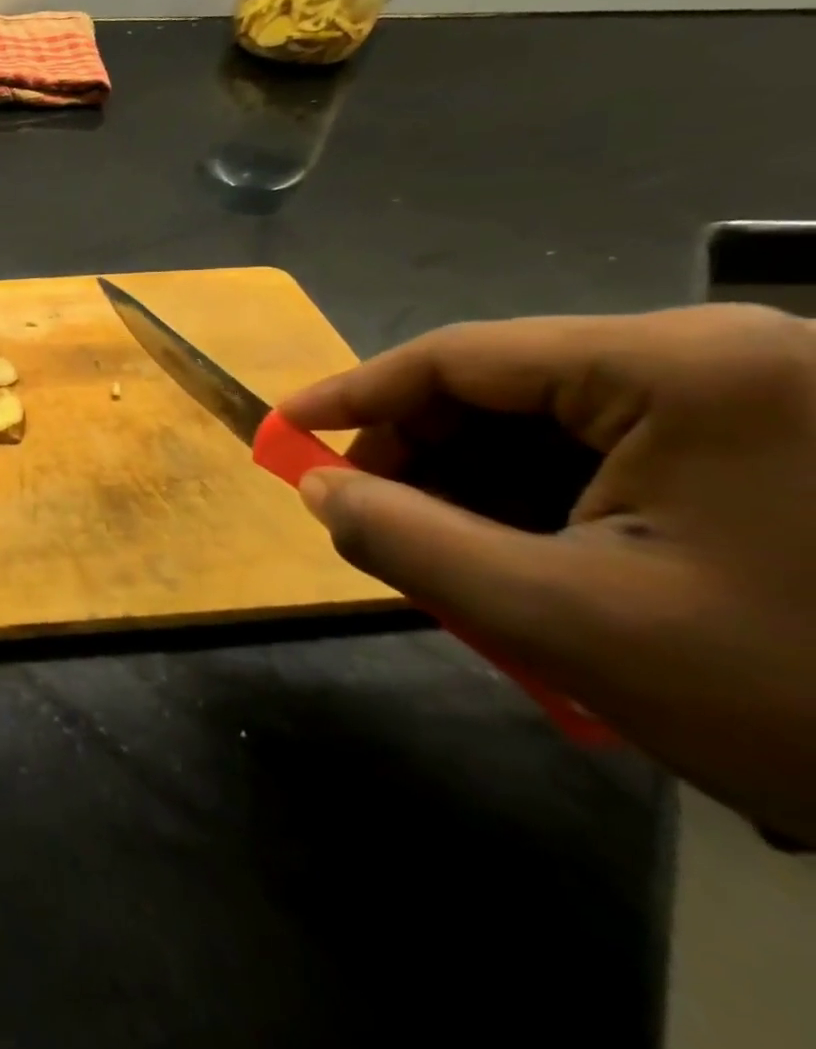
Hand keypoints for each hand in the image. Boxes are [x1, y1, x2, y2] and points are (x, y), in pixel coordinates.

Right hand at [278, 305, 815, 840]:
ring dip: (478, 484)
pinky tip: (525, 554)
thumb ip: (409, 542)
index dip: (354, 393)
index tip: (285, 430)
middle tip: (367, 514)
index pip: (460, 356)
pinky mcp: (779, 440)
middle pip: (505, 386)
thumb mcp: (565, 619)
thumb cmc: (800, 693)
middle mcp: (723, 355)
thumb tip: (316, 488)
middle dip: (421, 453)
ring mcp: (760, 395)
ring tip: (443, 551)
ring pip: (552, 422)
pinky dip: (543, 497)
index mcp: (683, 367)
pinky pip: (612, 448)